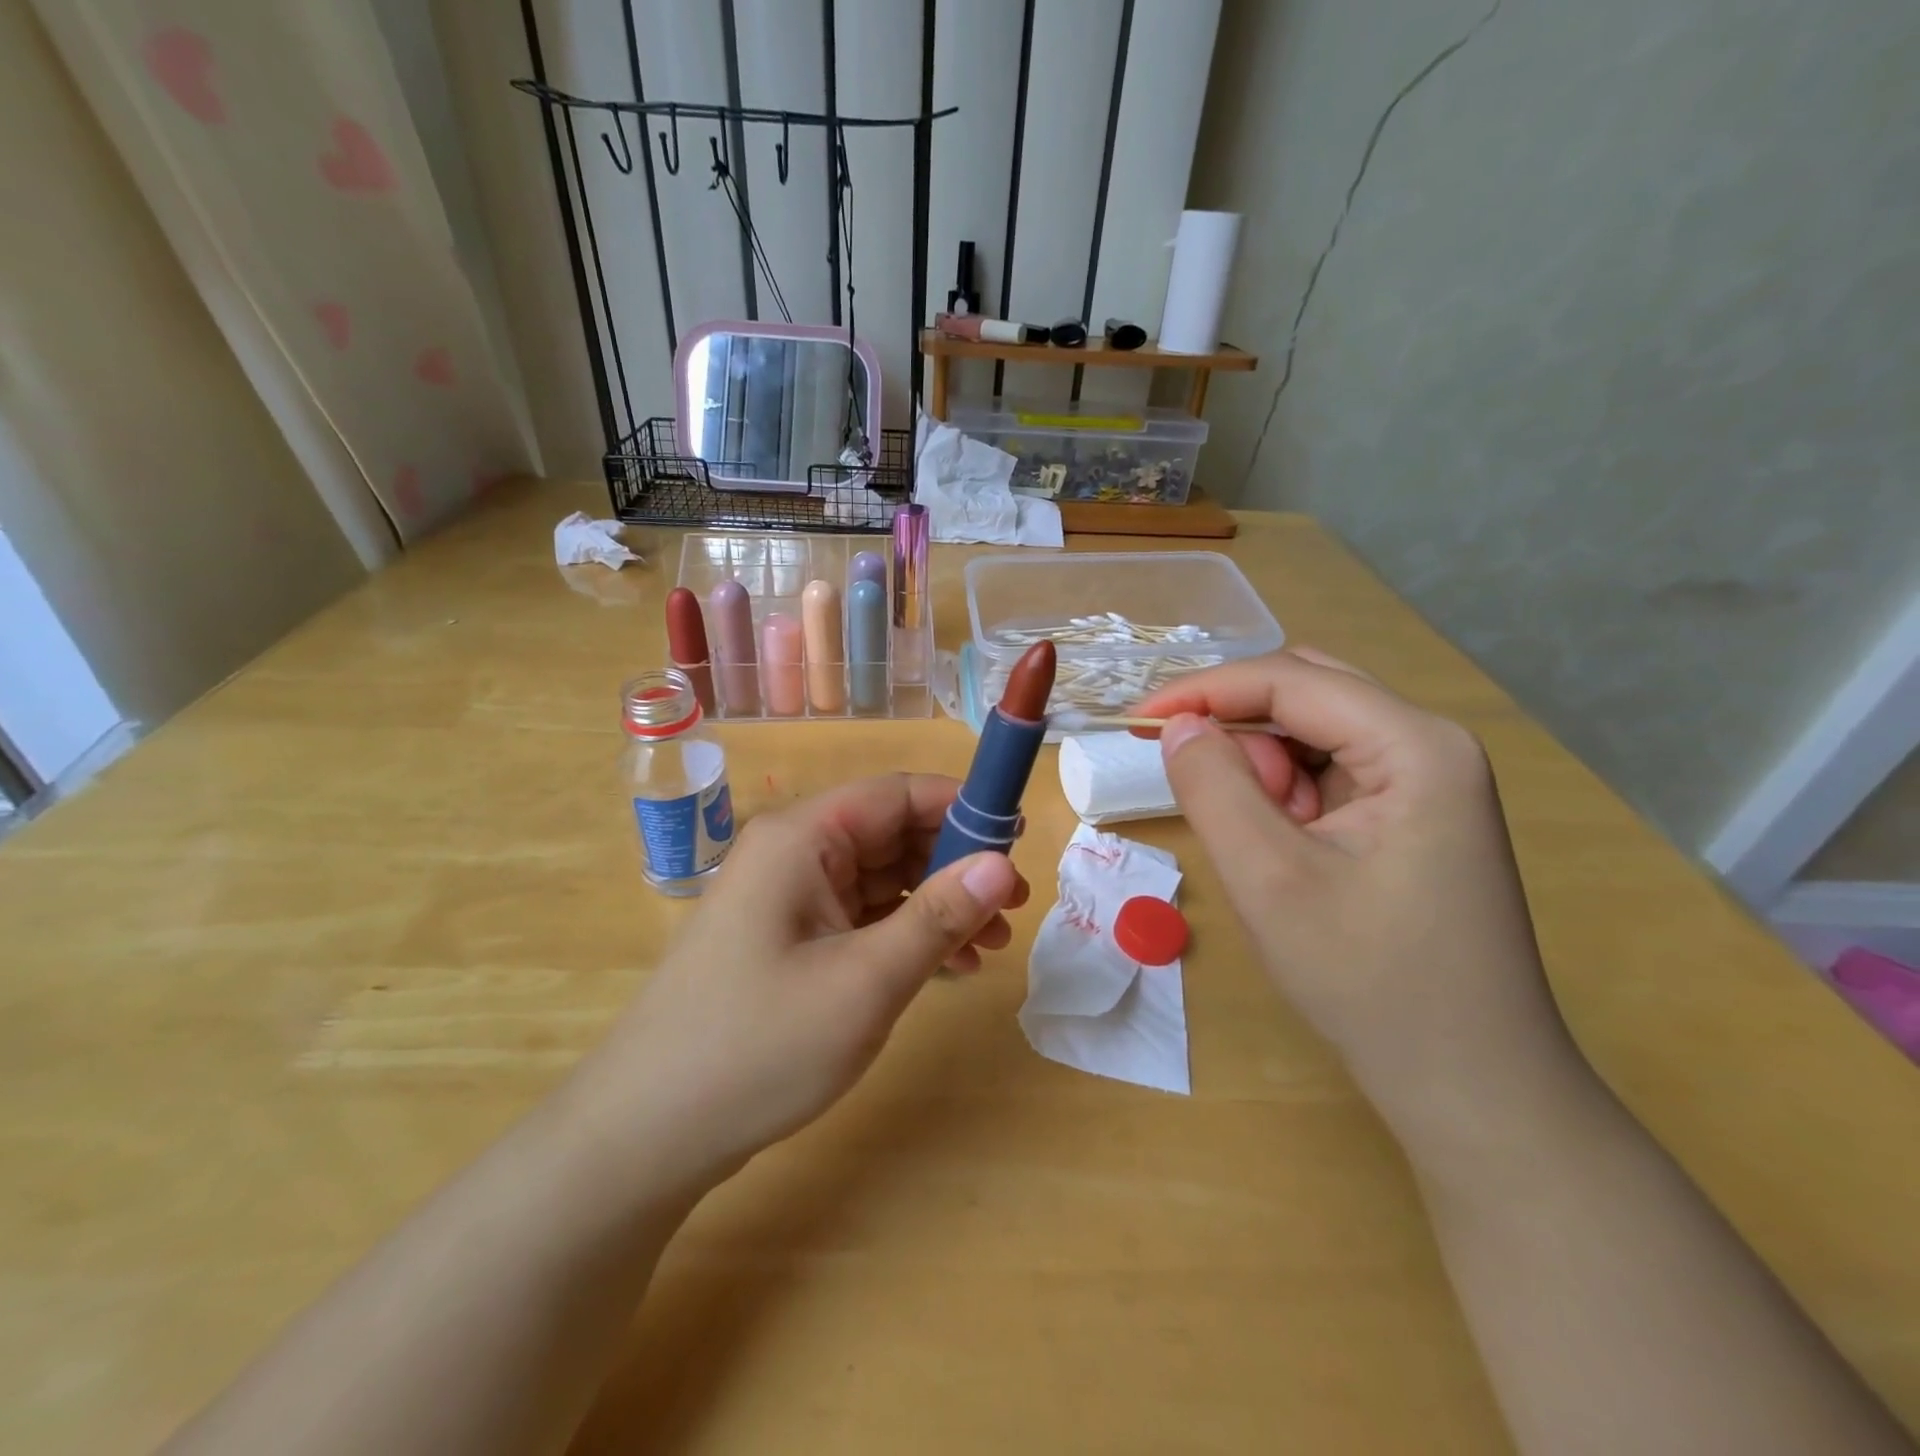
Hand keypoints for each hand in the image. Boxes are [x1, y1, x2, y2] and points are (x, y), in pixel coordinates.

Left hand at [572, 774, 1029, 1194]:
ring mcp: (788, 897)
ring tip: (991, 946)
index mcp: (802, 837)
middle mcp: (793, 852)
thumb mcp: (866, 981)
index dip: (963, 809)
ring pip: (881, 878)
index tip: (1017, 845)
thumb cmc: (759, 1045)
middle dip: (956, 865)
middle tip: (1013, 909)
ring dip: (937, 904)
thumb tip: (1003, 864)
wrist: (647, 1133)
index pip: (898, 794)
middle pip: (892, 834)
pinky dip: (905, 933)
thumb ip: (938, 916)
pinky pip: (860, 916)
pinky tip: (946, 966)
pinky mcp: (788, 938)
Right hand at [1137, 650, 1576, 1129]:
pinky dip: (1285, 793)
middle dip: (1235, 722)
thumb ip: (1213, 787)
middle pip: (1308, 693)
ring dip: (1262, 764)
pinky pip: (1330, 774)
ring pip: (1315, 733)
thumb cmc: (1371, 982)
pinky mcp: (1413, 816)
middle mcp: (1430, 746)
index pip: (1291, 681)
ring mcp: (1428, 782)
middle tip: (1181, 769)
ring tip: (1251, 834)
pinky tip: (1279, 844)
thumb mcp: (1269, 880)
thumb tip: (1176, 726)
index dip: (1205, 690)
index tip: (1136, 721)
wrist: (1473, 1086)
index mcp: (1416, 746)